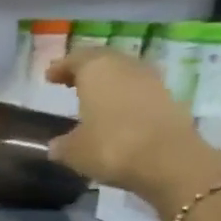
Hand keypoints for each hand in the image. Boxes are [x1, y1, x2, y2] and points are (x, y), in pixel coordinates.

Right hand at [46, 50, 220, 215]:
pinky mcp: (170, 100)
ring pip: (125, 75)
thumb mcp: (74, 151)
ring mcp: (152, 82)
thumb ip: (62, 145)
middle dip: (86, 70)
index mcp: (97, 70)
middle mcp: (126, 68)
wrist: (169, 161)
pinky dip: (127, 99)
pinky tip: (119, 116)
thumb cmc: (111, 147)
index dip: (61, 67)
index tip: (50, 76)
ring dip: (110, 84)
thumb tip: (56, 145)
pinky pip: (141, 93)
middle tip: (72, 81)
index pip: (76, 59)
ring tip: (96, 99)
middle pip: (104, 61)